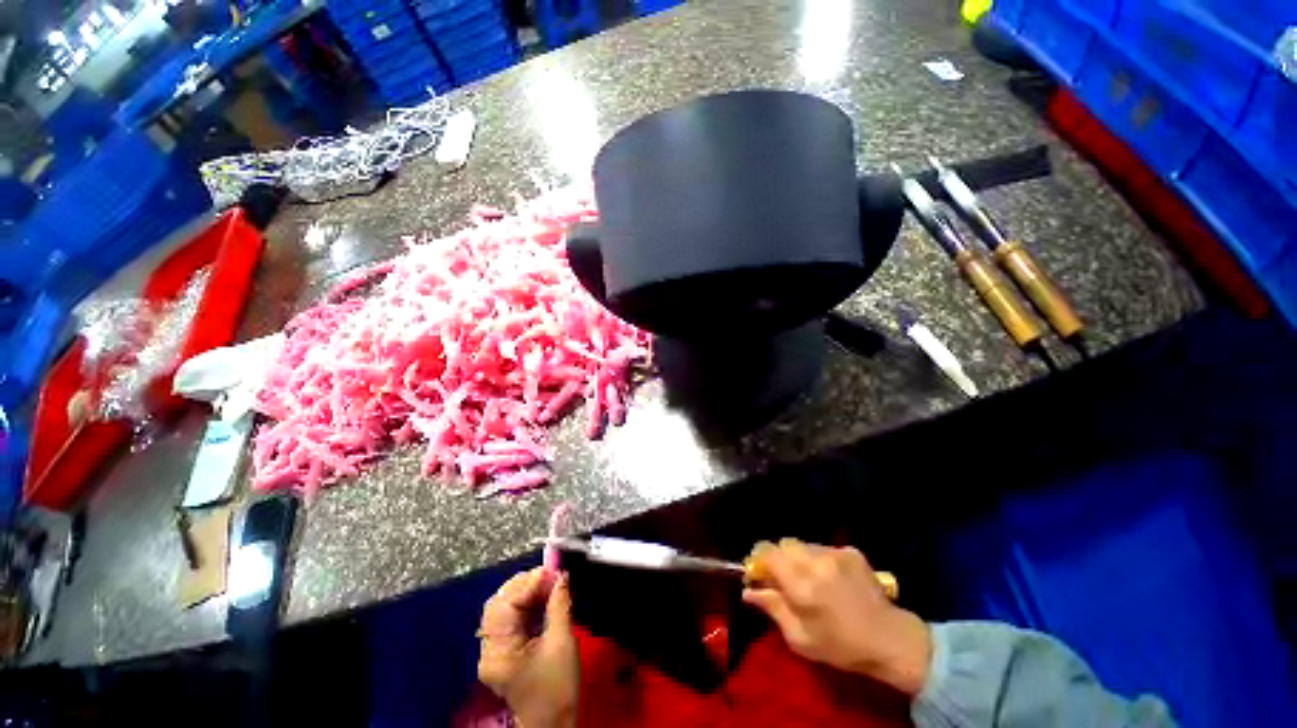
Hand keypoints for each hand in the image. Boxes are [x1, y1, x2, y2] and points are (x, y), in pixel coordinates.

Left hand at [478, 569, 578, 727]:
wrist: (554, 724)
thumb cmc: (557, 687)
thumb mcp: (562, 642)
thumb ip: (560, 604)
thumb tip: (562, 575)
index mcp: (498, 649)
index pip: (506, 603)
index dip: (529, 583)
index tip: (553, 571)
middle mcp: (489, 648)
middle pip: (500, 603)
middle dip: (526, 584)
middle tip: (552, 575)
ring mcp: (495, 650)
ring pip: (504, 608)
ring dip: (527, 592)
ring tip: (550, 584)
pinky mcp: (505, 650)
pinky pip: (511, 618)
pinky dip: (527, 604)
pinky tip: (543, 598)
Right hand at [742, 539, 931, 696]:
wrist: (890, 640)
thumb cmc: (841, 646)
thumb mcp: (801, 639)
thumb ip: (773, 609)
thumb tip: (748, 591)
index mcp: (802, 585)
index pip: (768, 554)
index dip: (758, 560)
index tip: (759, 574)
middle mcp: (816, 562)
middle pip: (783, 544)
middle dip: (777, 557)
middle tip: (782, 576)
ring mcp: (835, 553)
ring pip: (802, 544)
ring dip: (797, 557)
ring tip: (807, 577)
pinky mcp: (850, 551)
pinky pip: (822, 548)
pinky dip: (817, 558)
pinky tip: (828, 577)